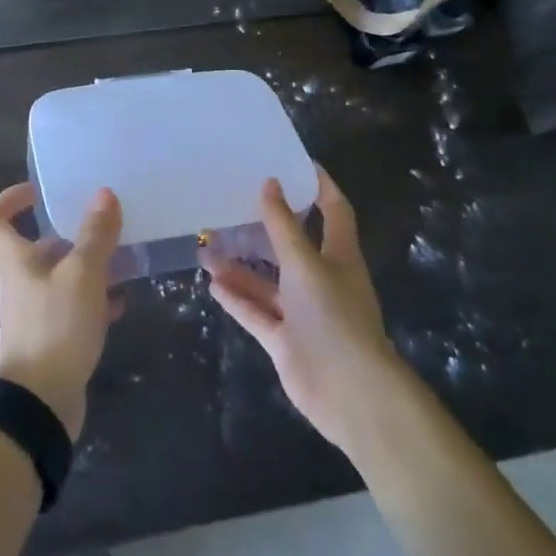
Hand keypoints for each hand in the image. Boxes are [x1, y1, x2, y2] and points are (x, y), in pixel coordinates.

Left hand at [0, 183, 122, 439]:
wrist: (41, 405)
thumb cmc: (55, 327)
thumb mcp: (82, 274)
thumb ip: (95, 234)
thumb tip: (103, 193)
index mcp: (15, 262)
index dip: (8, 201)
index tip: (38, 192)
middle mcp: (20, 283)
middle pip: (38, 249)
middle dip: (71, 236)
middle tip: (104, 227)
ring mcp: (35, 314)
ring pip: (61, 278)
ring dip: (89, 268)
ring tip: (123, 263)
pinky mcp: (52, 340)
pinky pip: (73, 309)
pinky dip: (95, 302)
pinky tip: (121, 304)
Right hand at [202, 170, 402, 451]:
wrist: (349, 392)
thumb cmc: (333, 315)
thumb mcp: (305, 263)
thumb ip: (282, 226)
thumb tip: (268, 182)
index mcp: (339, 256)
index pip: (334, 211)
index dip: (320, 187)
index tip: (298, 163)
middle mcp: (321, 280)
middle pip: (293, 246)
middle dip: (266, 228)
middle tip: (236, 203)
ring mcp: (302, 312)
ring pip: (268, 282)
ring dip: (240, 268)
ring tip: (207, 248)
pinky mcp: (286, 340)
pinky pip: (257, 314)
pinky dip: (237, 300)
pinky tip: (212, 284)